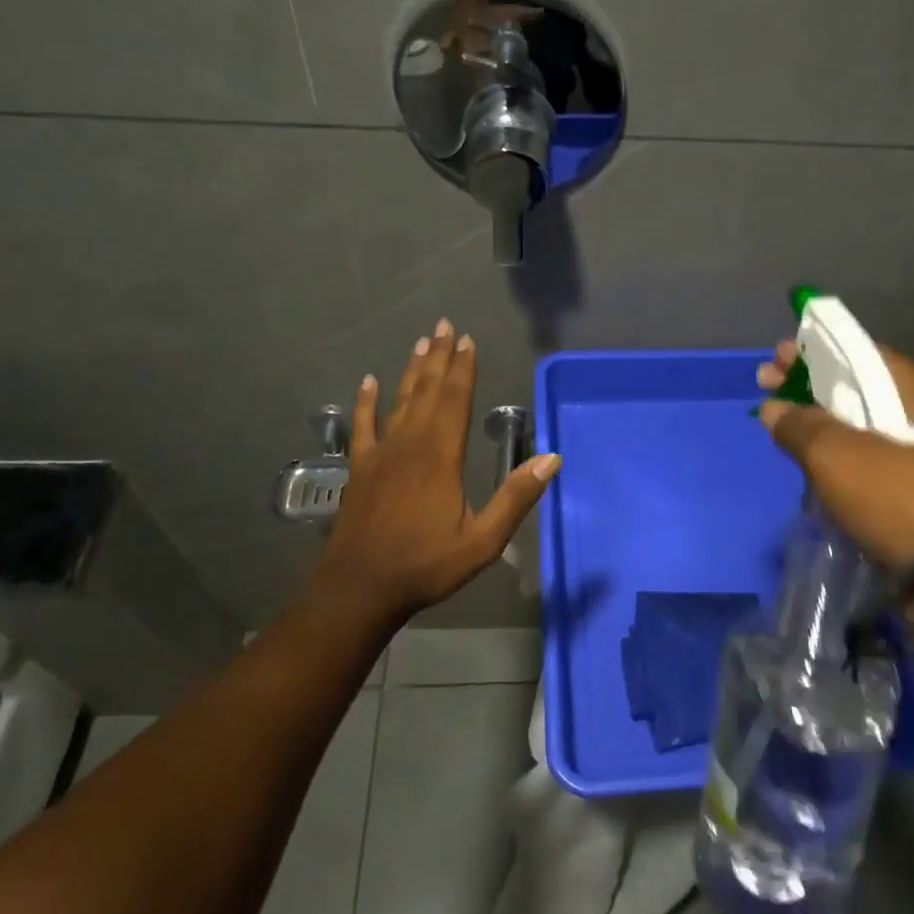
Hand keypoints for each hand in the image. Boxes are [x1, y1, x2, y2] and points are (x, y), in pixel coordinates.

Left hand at [311, 321, 560, 626]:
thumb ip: (516, 498)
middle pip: (428, 392)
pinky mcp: (360, 468)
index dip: (463, 369)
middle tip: (445, 325)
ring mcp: (380, 454)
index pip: (455, 400)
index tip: (468, 340)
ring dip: (412, 371)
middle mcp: (410, 444)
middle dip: (440, 358)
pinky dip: (366, 402)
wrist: (360, 588)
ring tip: (421, 342)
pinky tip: (368, 382)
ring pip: (399, 401)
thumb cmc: (426, 565)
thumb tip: (552, 459)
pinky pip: (363, 426)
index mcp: (441, 456)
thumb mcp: (483, 540)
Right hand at [758, 341, 913, 619]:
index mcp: (910, 387)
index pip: (854, 350)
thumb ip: (799, 425)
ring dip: (816, 421)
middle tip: (766, 386)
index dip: (810, 350)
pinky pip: (863, 457)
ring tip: (778, 424)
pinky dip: (833, 453)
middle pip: (852, 384)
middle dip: (806, 384)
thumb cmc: (898, 499)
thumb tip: (774, 408)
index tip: (774, 358)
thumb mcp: (837, 456)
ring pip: (855, 423)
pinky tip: (805, 460)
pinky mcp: (910, 486)